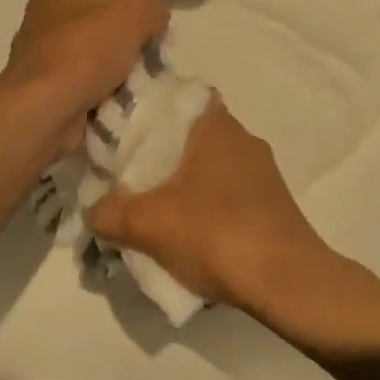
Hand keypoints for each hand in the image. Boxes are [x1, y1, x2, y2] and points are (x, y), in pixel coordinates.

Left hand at [0, 0, 169, 156]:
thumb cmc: (84, 51)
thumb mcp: (133, 15)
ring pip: (92, 61)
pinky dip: (104, 96)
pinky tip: (126, 101)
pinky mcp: (45, 97)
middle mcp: (42, 26)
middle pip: (96, 26)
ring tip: (145, 78)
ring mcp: (41, 64)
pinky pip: (85, 90)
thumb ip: (153, 7)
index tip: (148, 12)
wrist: (45, 112)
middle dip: (124, 40)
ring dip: (116, 72)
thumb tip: (158, 13)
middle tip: (152, 49)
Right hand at [84, 96, 330, 309]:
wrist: (288, 281)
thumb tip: (91, 210)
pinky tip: (193, 235)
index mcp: (217, 127)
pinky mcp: (274, 204)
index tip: (130, 132)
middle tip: (133, 177)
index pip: (183, 98)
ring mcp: (263, 172)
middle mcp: (244, 139)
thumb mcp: (149, 224)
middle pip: (194, 135)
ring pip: (213, 167)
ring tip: (158, 211)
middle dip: (165, 154)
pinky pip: (231, 194)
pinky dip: (210, 207)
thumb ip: (111, 212)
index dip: (155, 110)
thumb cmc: (216, 233)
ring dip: (188, 184)